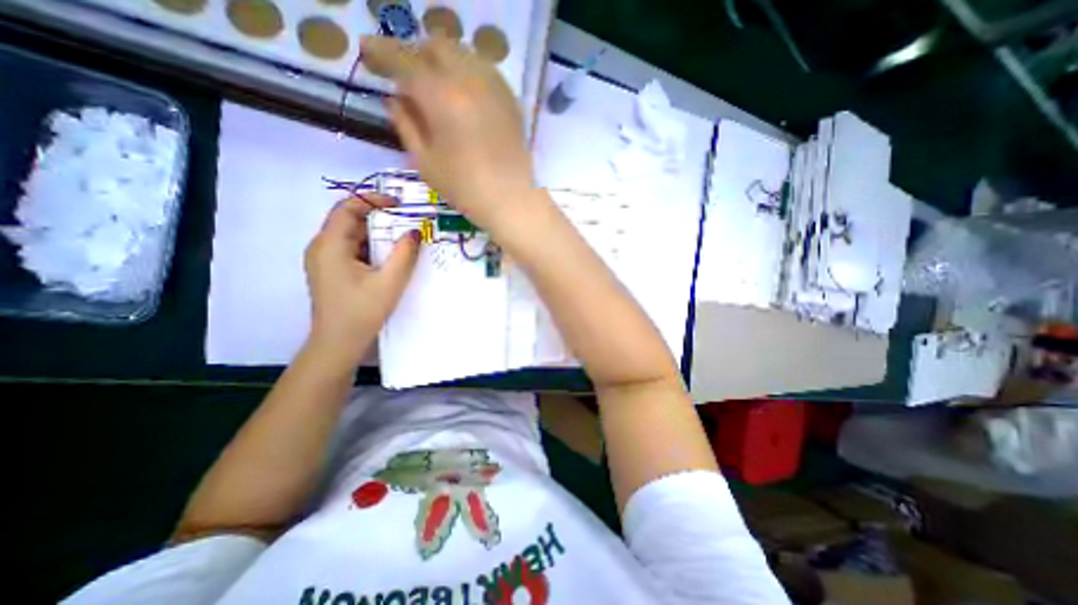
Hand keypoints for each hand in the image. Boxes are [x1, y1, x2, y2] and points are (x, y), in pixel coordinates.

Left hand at [306, 194, 423, 364]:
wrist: (338, 343)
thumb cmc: (362, 312)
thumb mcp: (390, 282)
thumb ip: (404, 254)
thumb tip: (414, 232)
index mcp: (330, 245)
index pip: (347, 208)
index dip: (372, 199)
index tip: (399, 204)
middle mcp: (321, 247)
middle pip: (349, 220)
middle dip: (379, 218)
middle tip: (406, 223)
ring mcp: (324, 260)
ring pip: (351, 236)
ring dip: (376, 234)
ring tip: (402, 240)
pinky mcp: (330, 271)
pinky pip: (351, 250)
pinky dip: (370, 248)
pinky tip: (388, 258)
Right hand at [364, 35, 535, 229]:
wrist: (511, 200)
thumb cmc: (465, 188)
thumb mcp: (425, 161)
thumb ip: (406, 124)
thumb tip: (395, 99)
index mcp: (440, 96)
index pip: (403, 60)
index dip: (381, 52)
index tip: (367, 51)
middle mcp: (468, 80)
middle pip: (435, 46)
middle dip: (415, 54)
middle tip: (406, 74)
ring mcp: (494, 87)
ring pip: (462, 53)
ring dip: (442, 61)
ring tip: (435, 83)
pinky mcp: (510, 100)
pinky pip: (484, 71)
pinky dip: (467, 72)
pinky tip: (463, 93)